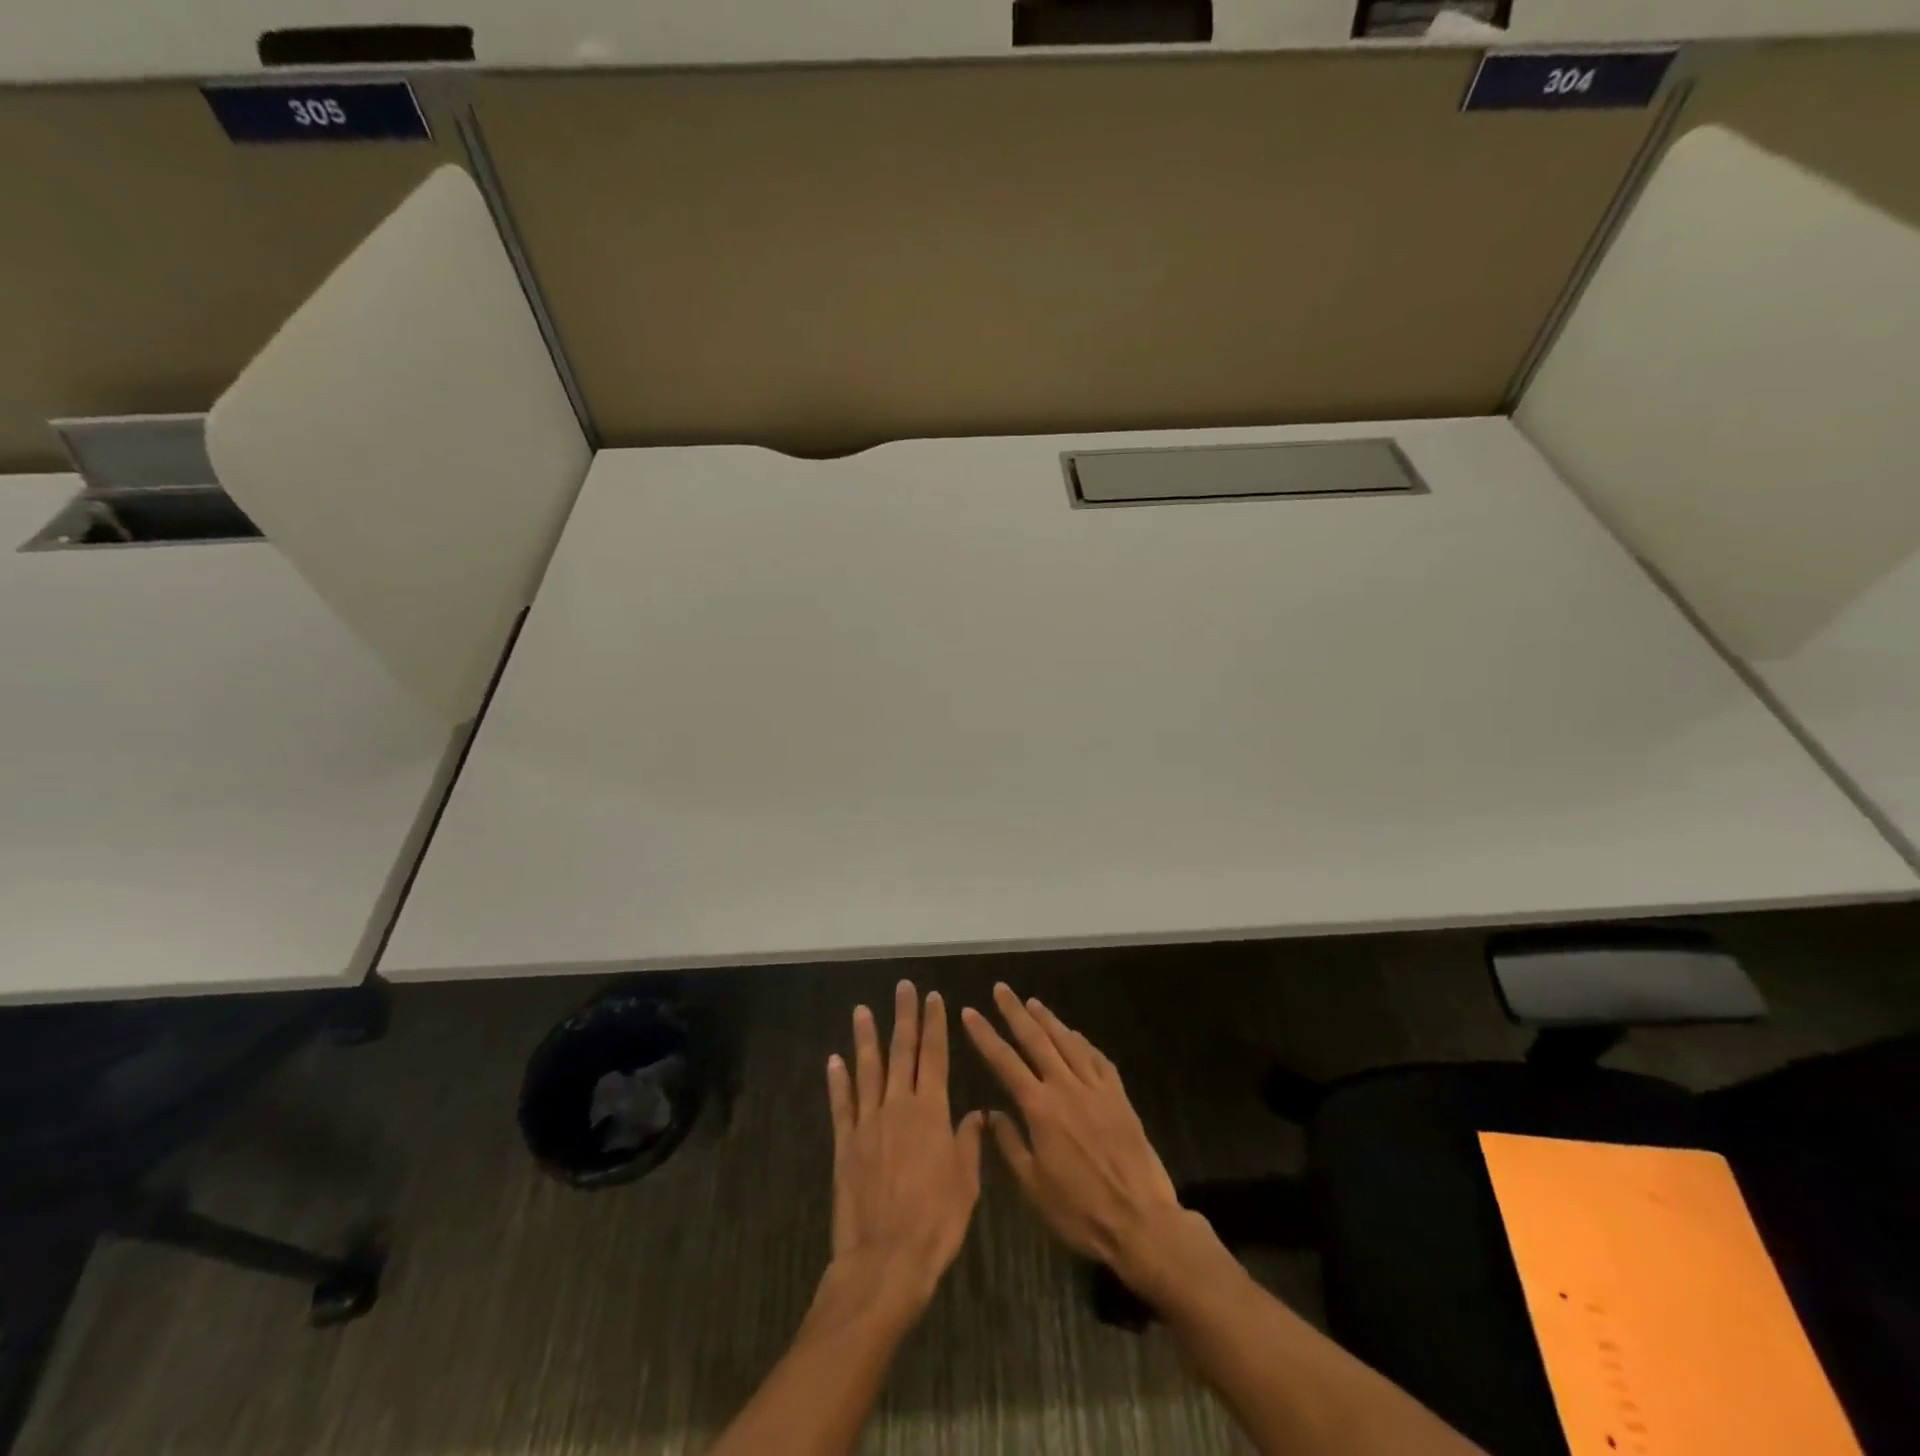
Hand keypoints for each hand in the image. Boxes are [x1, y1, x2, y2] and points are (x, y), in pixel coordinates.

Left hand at [825, 981, 984, 1315]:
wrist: (885, 1260)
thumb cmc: (936, 1223)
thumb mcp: (966, 1184)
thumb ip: (968, 1143)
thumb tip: (976, 1114)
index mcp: (931, 1112)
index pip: (935, 1056)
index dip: (934, 1024)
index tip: (934, 997)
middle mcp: (898, 1106)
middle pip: (901, 1052)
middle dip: (904, 1017)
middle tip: (903, 987)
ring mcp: (868, 1123)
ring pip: (868, 1070)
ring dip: (866, 1038)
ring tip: (862, 1010)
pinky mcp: (845, 1144)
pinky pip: (841, 1105)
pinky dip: (837, 1080)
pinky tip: (834, 1060)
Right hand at [961, 983, 1187, 1286]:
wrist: (1141, 1221)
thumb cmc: (1080, 1212)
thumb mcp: (1033, 1187)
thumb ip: (1010, 1145)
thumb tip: (992, 1113)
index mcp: (1040, 1108)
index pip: (1005, 1061)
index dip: (985, 1035)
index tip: (970, 1012)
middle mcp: (1066, 1087)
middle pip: (1036, 1039)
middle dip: (1015, 1012)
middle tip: (1001, 989)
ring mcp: (1096, 1088)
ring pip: (1068, 1042)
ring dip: (1048, 1019)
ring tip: (1032, 1002)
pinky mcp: (1119, 1096)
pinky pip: (1098, 1059)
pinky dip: (1083, 1042)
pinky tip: (1075, 1035)